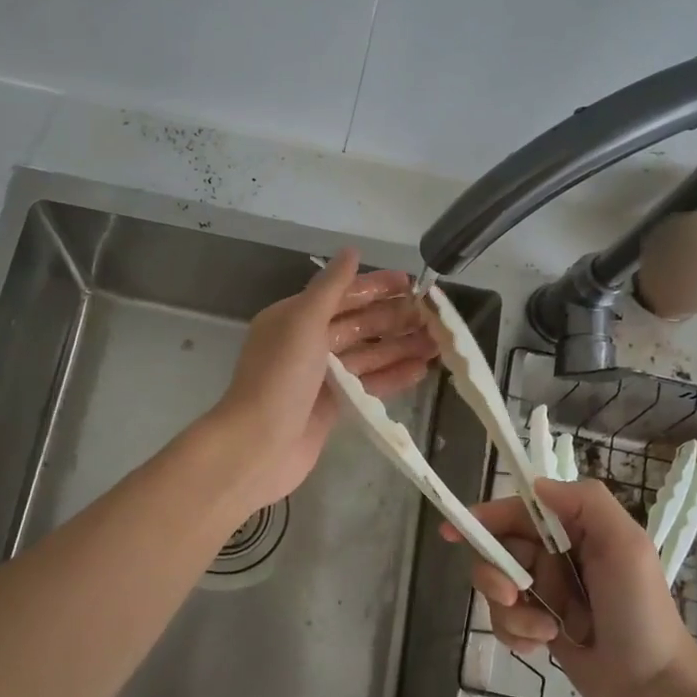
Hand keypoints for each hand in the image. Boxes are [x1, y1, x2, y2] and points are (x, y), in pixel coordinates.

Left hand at [207, 248, 435, 513]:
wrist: (258, 445)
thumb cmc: (280, 378)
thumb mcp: (303, 322)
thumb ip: (331, 287)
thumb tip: (352, 250)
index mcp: (295, 318)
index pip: (342, 295)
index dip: (377, 287)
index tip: (413, 283)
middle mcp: (307, 343)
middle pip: (358, 324)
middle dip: (395, 318)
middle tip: (435, 316)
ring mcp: (320, 377)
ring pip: (367, 355)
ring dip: (400, 347)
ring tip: (438, 342)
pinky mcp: (332, 407)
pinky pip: (367, 385)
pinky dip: (392, 376)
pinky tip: (420, 370)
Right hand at [444, 479, 696, 696]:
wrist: (655, 689)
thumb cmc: (641, 611)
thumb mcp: (626, 545)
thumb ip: (585, 503)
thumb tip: (535, 485)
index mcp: (576, 530)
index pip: (519, 512)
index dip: (486, 517)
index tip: (454, 531)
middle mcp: (556, 556)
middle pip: (499, 550)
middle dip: (497, 572)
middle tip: (513, 594)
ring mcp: (546, 593)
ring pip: (497, 588)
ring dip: (512, 611)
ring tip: (544, 630)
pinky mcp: (539, 626)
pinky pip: (504, 621)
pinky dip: (516, 632)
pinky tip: (541, 646)